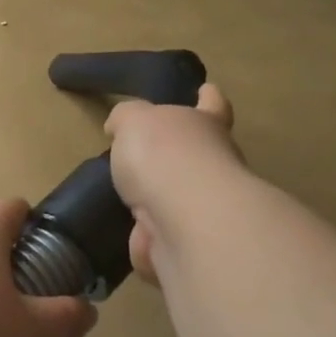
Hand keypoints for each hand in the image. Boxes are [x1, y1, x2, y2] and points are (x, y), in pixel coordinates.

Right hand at [105, 83, 239, 287]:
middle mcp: (215, 164)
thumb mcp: (133, 119)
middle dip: (174, 160)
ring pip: (178, 202)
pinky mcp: (193, 245)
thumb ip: (126, 118)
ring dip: (156, 205)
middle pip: (196, 156)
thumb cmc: (163, 154)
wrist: (184, 220)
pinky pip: (163, 240)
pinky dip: (147, 242)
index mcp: (205, 124)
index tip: (206, 91)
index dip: (208, 98)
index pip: (212, 104)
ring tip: (126, 204)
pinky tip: (130, 236)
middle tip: (142, 161)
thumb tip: (119, 127)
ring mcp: (207, 208)